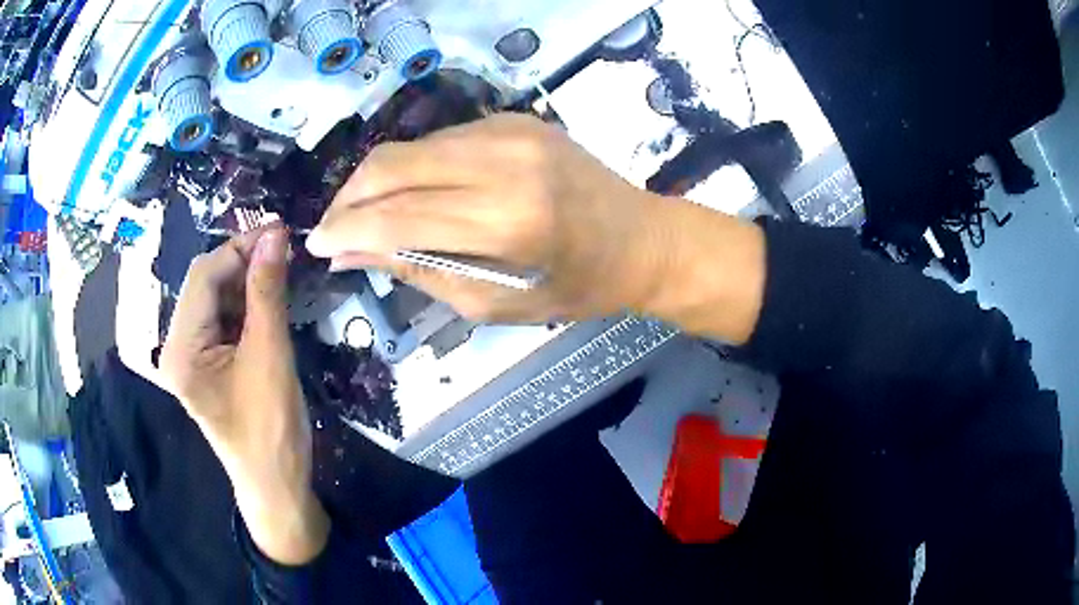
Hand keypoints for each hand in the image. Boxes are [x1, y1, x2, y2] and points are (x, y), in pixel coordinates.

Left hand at [159, 227, 328, 565]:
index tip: (281, 230)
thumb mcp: (270, 356)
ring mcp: (191, 357)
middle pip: (206, 286)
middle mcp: (177, 347)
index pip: (203, 277)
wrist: (277, 485)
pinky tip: (270, 299)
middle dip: (243, 263)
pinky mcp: (207, 365)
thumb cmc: (271, 430)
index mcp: (181, 348)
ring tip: (282, 271)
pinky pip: (223, 321)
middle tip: (285, 250)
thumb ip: (267, 292)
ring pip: (216, 300)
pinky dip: (246, 305)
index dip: (240, 247)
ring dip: (247, 282)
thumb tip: (275, 234)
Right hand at [307, 114, 766, 343]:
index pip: (397, 215)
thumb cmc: (577, 287)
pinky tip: (413, 193)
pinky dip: (415, 168)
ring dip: (378, 181)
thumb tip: (351, 253)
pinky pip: (442, 140)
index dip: (346, 229)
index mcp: (507, 220)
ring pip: (412, 147)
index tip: (317, 245)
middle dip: (349, 197)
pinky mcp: (515, 118)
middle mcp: (505, 161)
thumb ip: (418, 270)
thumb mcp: (495, 302)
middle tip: (334, 227)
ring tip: (368, 215)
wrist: (642, 239)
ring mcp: (512, 130)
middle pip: (393, 164)